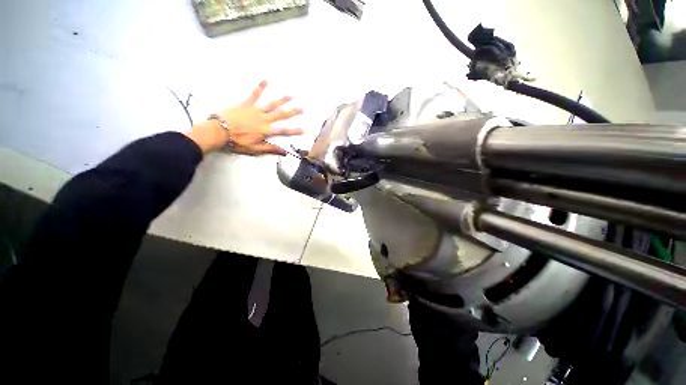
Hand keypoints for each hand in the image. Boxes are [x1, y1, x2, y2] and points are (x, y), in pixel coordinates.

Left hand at [185, 81, 303, 154]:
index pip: (284, 131)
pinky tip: (266, 80)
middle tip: (302, 109)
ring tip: (291, 95)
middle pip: (281, 115)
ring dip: (282, 100)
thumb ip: (270, 149)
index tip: (305, 129)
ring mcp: (255, 110)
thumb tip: (284, 152)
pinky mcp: (246, 104)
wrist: (218, 131)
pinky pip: (254, 95)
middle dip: (292, 112)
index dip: (295, 131)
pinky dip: (260, 87)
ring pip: (271, 104)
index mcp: (266, 131)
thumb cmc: (237, 142)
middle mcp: (264, 119)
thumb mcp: (255, 149)